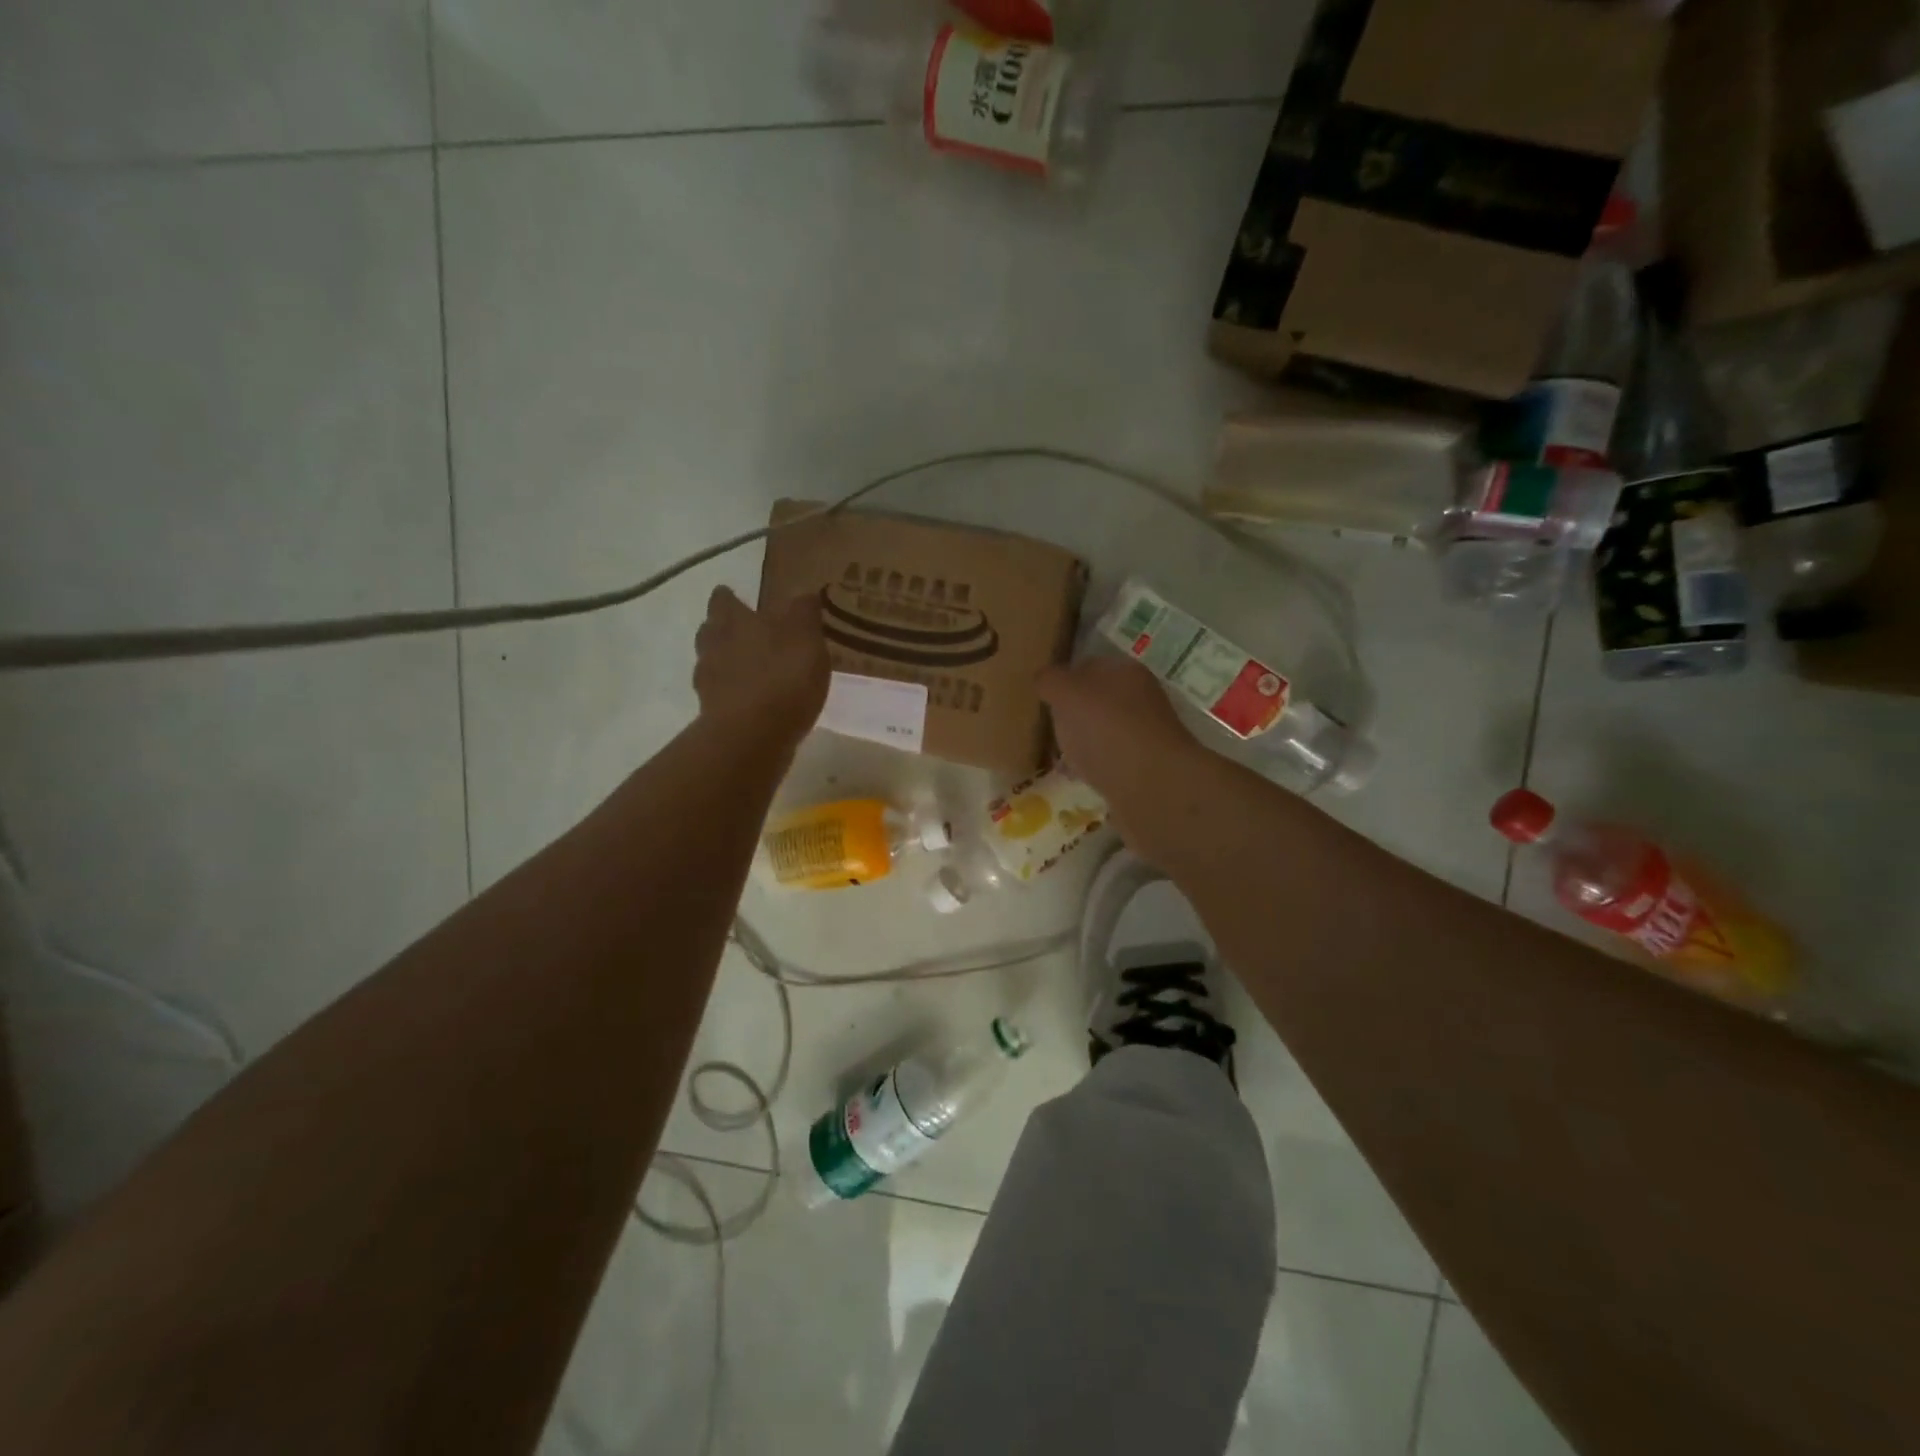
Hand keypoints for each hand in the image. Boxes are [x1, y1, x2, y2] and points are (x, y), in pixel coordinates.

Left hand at [693, 587, 829, 746]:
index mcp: (735, 622)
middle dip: (723, 629)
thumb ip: (803, 613)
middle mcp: (714, 646)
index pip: (724, 601)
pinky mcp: (713, 714)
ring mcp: (709, 683)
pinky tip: (751, 701)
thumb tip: (803, 593)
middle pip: (711, 631)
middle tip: (742, 632)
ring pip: (712, 663)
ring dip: (727, 663)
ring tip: (749, 669)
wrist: (753, 735)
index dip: (729, 598)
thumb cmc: (783, 677)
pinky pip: (721, 696)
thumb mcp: (806, 637)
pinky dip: (733, 694)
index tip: (734, 596)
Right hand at [1036, 656, 1207, 862]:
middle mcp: (1140, 698)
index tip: (1041, 698)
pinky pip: (1111, 761)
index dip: (1063, 679)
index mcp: (1125, 671)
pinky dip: (1094, 766)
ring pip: (1104, 731)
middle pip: (1097, 700)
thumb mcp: (1067, 693)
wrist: (1152, 786)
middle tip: (1047, 728)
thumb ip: (1051, 680)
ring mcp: (1144, 735)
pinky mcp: (1144, 768)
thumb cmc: (1107, 729)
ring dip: (1084, 741)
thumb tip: (1043, 679)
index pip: (1088, 665)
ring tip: (1059, 756)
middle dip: (1073, 713)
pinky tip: (1079, 777)